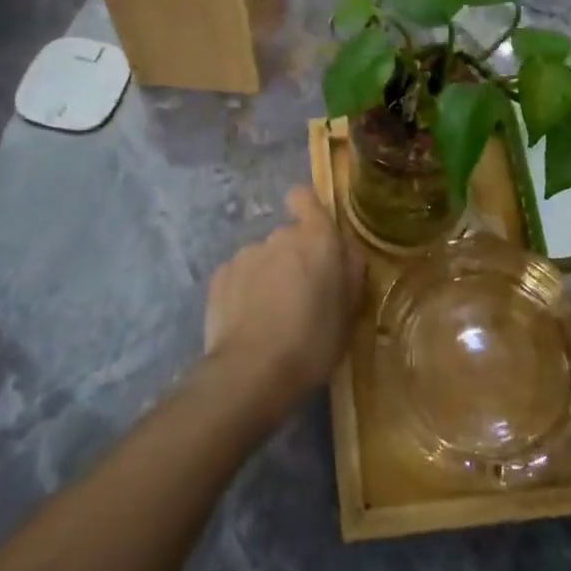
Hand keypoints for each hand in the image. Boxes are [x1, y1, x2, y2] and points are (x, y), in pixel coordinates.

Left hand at [203, 186, 363, 418]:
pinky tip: (248, 322)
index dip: (307, 209)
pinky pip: (239, 276)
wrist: (251, 372)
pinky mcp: (219, 276)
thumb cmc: (312, 343)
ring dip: (269, 276)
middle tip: (301, 297)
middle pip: (288, 236)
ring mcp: (246, 254)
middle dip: (294, 258)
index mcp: (317, 240)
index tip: (313, 235)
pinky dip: (244, 291)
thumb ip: (350, 272)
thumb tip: (345, 250)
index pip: (305, 198)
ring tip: (271, 316)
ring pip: (263, 257)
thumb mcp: (349, 314)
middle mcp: (280, 237)